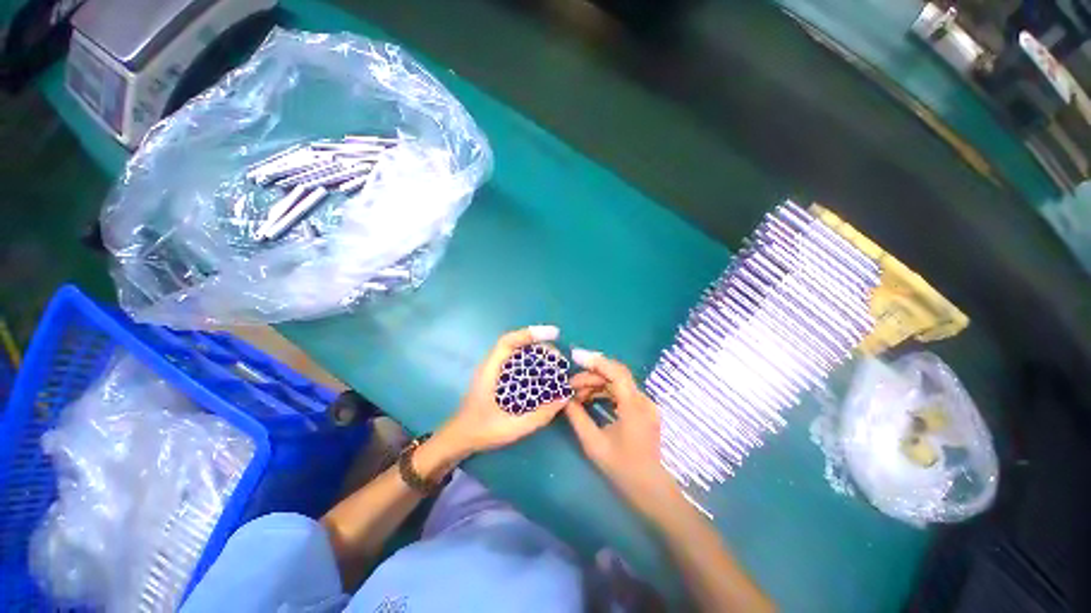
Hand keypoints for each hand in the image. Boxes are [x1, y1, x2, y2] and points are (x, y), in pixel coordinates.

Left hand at [441, 325, 568, 456]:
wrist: (460, 438)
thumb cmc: (481, 432)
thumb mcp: (511, 428)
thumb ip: (538, 416)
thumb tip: (564, 398)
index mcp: (489, 371)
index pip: (508, 342)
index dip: (530, 334)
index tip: (553, 334)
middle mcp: (492, 365)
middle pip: (517, 345)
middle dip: (540, 346)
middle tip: (560, 358)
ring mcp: (495, 371)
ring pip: (518, 353)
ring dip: (538, 354)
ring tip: (557, 363)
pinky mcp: (500, 377)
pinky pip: (519, 363)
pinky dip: (534, 363)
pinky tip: (546, 374)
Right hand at [565, 349, 682, 520]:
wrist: (652, 491)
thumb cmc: (624, 470)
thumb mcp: (595, 445)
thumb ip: (578, 418)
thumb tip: (565, 399)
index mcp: (634, 407)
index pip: (616, 372)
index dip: (596, 362)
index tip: (575, 358)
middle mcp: (642, 400)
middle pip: (615, 375)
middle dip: (591, 376)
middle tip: (570, 386)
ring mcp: (644, 405)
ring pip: (617, 383)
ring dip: (597, 384)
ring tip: (577, 394)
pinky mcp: (642, 410)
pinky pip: (621, 392)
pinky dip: (605, 392)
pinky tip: (590, 399)